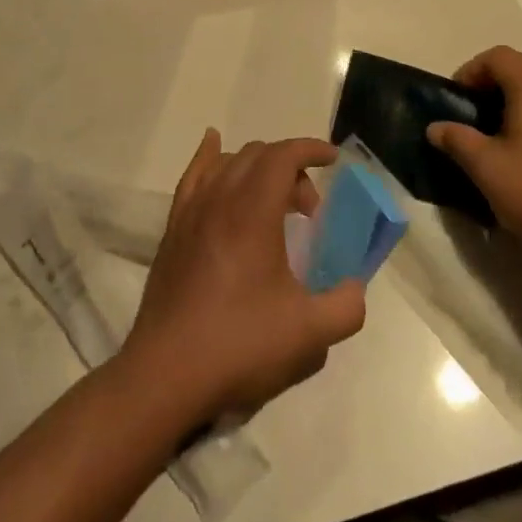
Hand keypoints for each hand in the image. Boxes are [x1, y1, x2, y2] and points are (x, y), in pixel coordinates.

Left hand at [120, 132, 367, 424]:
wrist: (167, 373)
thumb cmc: (240, 345)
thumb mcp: (309, 333)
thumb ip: (346, 306)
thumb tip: (354, 289)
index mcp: (253, 212)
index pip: (283, 155)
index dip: (310, 149)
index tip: (333, 159)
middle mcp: (219, 199)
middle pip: (258, 155)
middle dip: (291, 168)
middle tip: (308, 211)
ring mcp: (191, 212)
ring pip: (226, 163)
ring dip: (257, 168)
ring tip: (274, 202)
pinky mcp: (173, 230)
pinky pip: (192, 176)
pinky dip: (209, 156)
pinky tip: (213, 148)